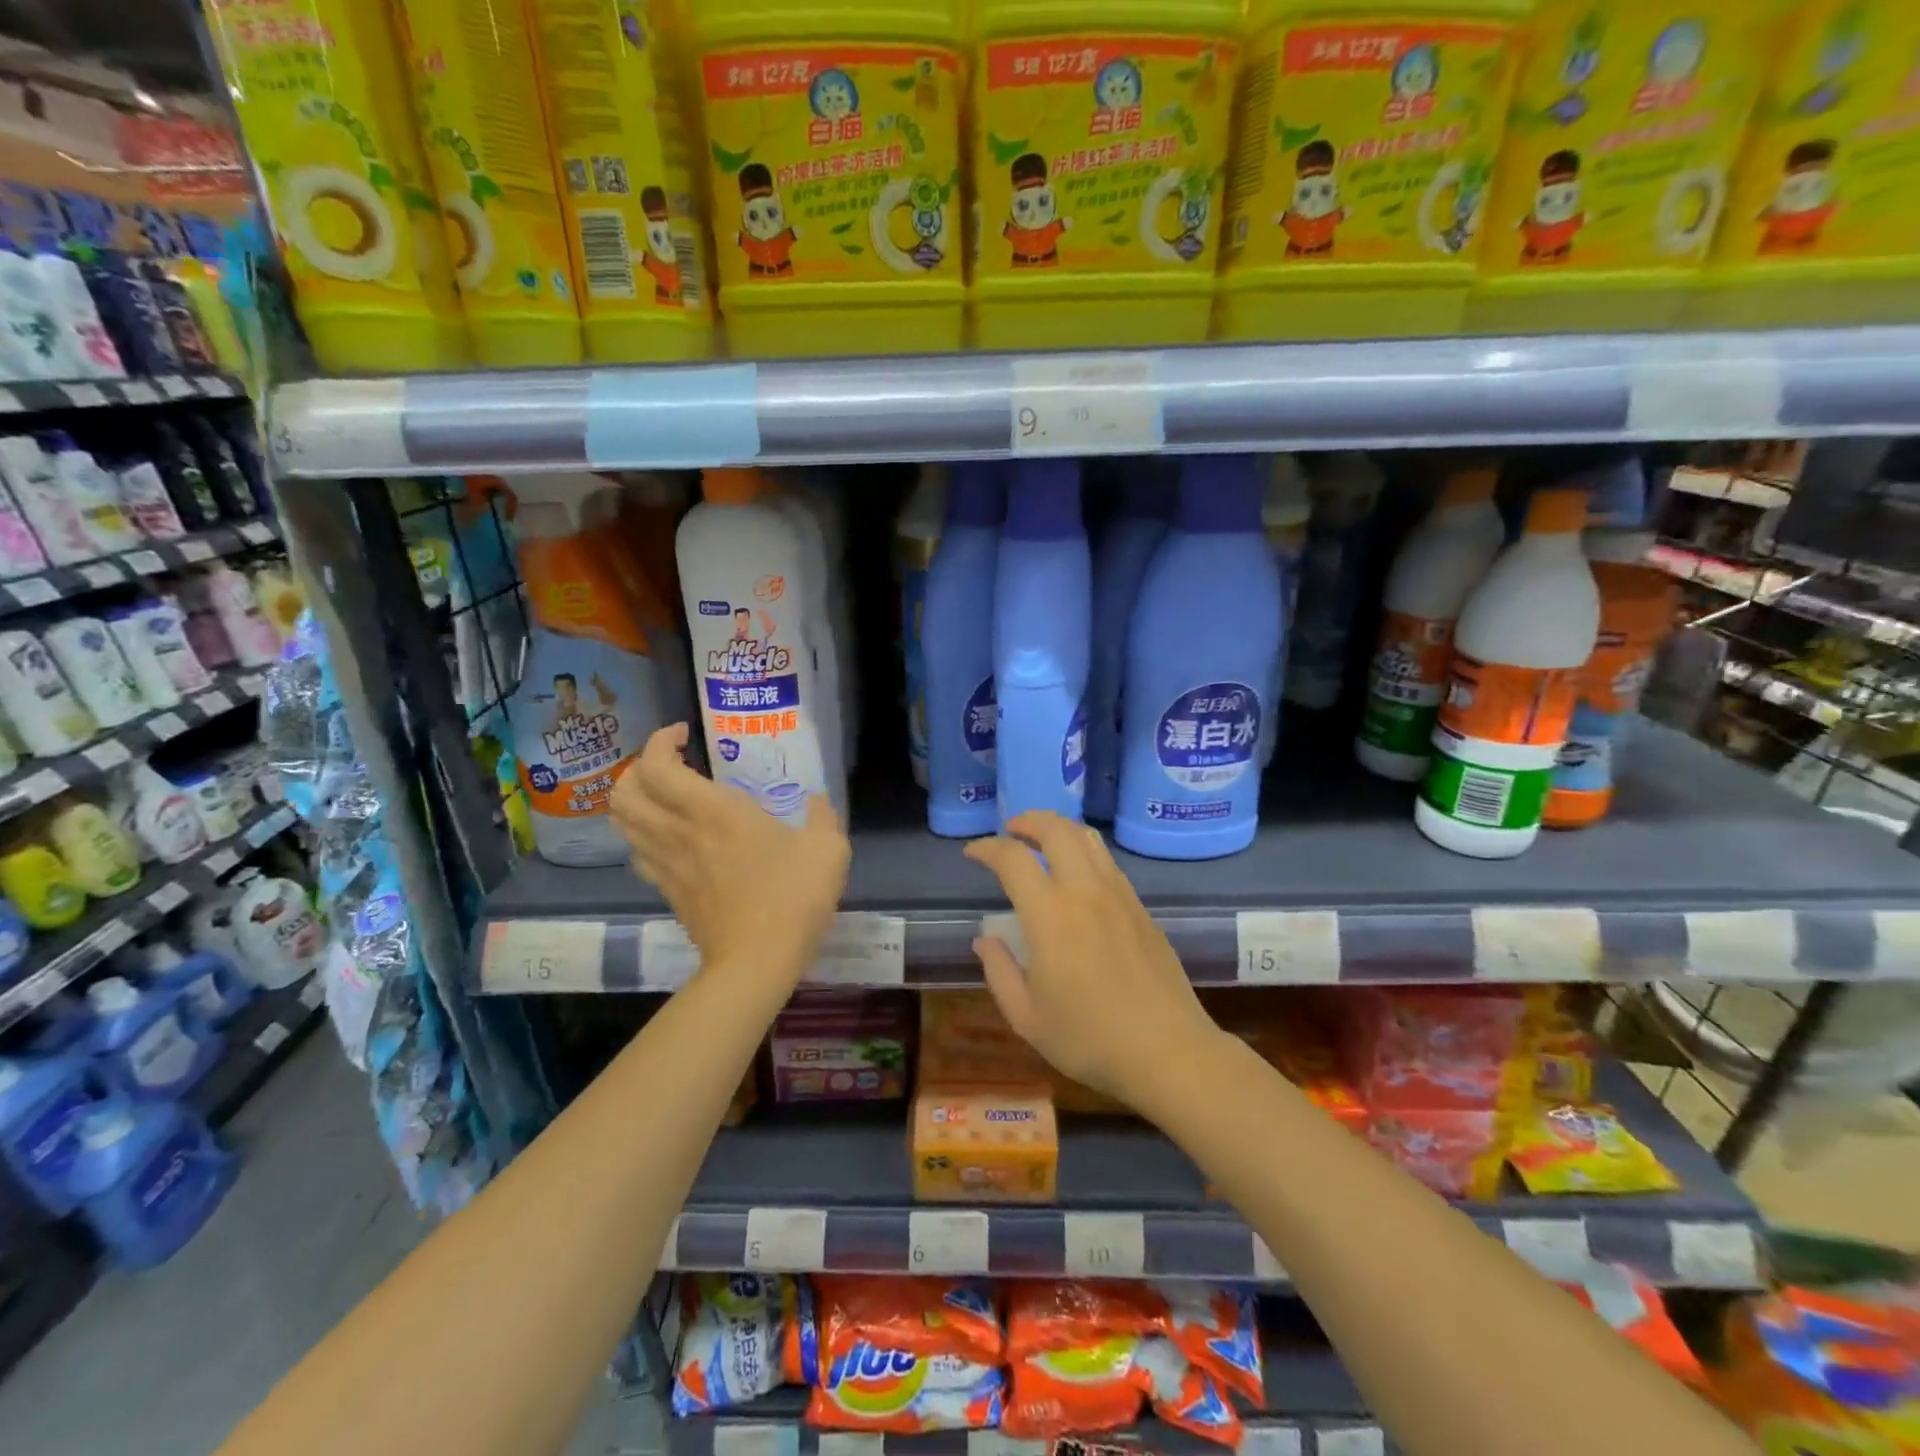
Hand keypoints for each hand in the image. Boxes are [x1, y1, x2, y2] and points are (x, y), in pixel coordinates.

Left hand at [611, 725, 849, 990]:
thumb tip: (819, 801)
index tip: (684, 734)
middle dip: (637, 768)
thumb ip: (823, 816)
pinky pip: (638, 852)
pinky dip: (643, 835)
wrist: (757, 962)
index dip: (659, 740)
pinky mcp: (668, 892)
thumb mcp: (827, 849)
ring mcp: (667, 864)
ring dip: (634, 800)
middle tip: (670, 765)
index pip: (657, 765)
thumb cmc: (793, 897)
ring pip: (622, 822)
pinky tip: (671, 837)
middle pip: (623, 791)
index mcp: (714, 811)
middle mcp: (679, 831)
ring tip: (664, 796)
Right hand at [964, 812, 1219, 1104]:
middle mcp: (1084, 891)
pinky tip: (1077, 873)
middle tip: (1010, 830)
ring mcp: (1118, 895)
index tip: (973, 852)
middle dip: (1028, 820)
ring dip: (1059, 828)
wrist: (1167, 1050)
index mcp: (1050, 915)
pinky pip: (1107, 861)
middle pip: (1056, 830)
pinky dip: (1084, 850)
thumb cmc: (1089, 1038)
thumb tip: (985, 940)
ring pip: (1087, 839)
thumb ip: (999, 972)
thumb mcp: (1027, 1017)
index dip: (987, 848)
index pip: (1013, 859)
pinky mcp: (1141, 907)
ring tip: (1042, 840)